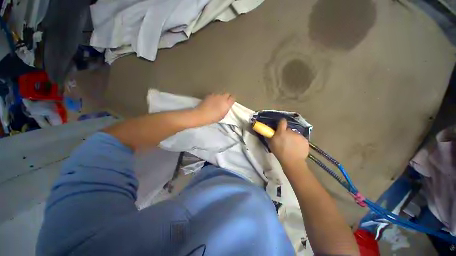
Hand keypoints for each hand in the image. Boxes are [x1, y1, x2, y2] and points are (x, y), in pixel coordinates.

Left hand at [195, 93, 234, 124]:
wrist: (202, 114)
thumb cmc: (213, 118)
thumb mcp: (223, 116)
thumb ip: (226, 109)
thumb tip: (226, 106)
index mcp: (227, 103)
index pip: (233, 97)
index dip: (231, 100)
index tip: (230, 102)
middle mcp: (222, 97)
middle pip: (227, 94)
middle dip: (227, 97)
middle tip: (224, 102)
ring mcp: (215, 95)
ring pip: (220, 93)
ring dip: (220, 97)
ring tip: (217, 101)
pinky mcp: (209, 94)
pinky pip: (214, 94)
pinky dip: (214, 97)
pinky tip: (211, 101)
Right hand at [269, 119, 309, 163]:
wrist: (293, 162)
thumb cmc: (280, 153)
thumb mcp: (271, 144)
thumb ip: (270, 137)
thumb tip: (269, 132)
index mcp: (281, 132)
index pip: (282, 121)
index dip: (281, 122)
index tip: (281, 125)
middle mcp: (291, 132)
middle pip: (288, 130)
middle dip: (286, 133)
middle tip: (285, 141)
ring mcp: (299, 136)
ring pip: (295, 135)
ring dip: (293, 138)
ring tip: (292, 146)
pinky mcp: (305, 140)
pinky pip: (300, 139)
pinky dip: (299, 142)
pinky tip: (297, 148)